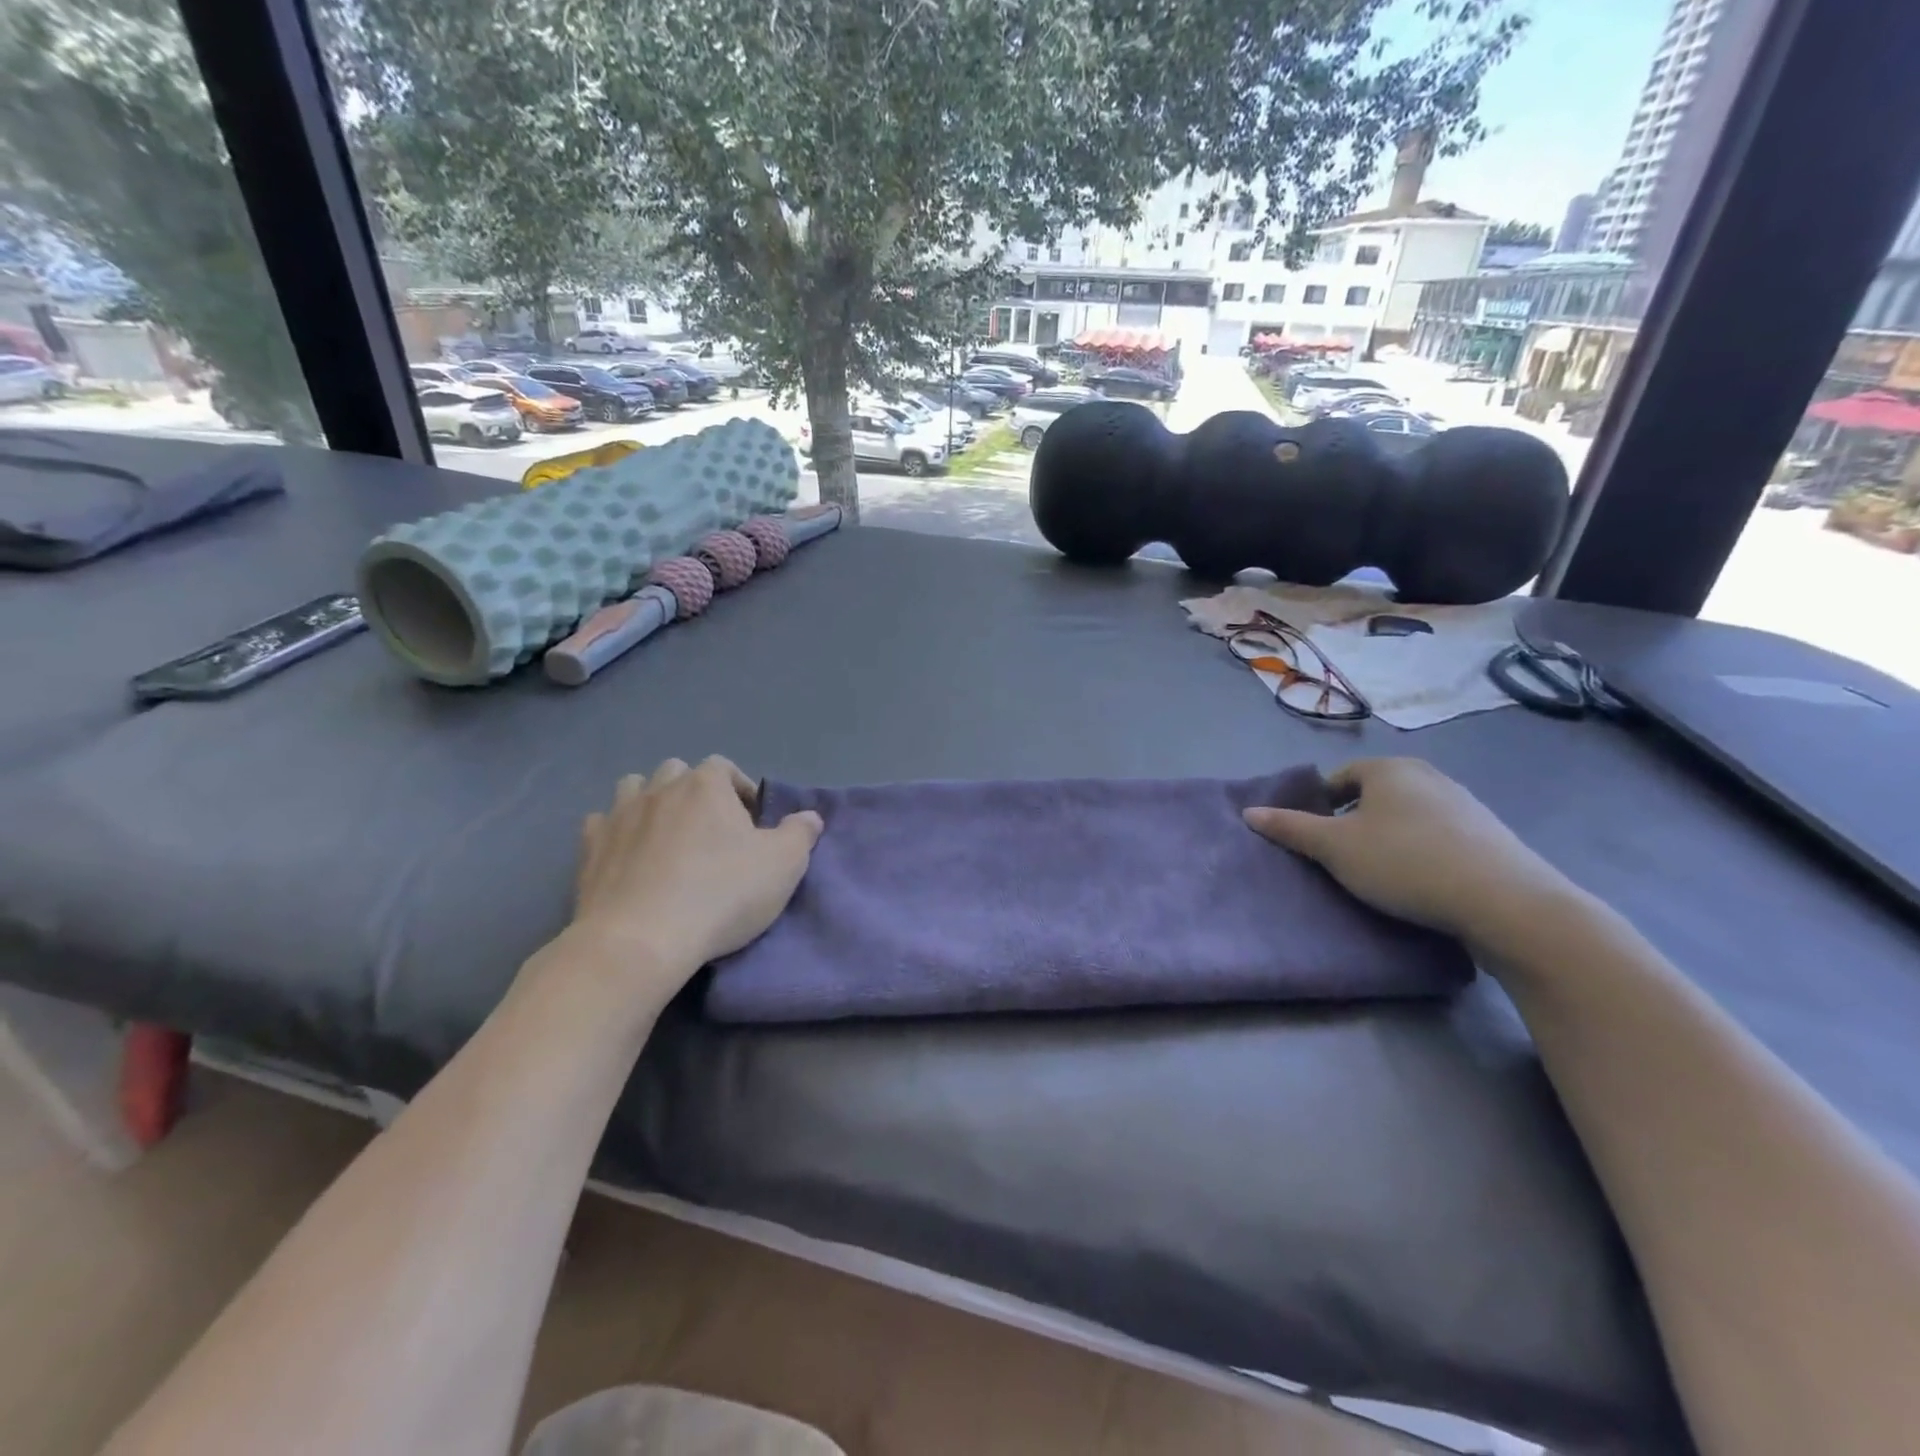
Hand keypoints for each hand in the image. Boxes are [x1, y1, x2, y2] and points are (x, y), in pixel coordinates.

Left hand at [571, 756, 822, 975]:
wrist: (641, 940)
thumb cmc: (721, 894)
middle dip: (694, 793)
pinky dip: (617, 832)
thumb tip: (810, 816)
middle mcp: (660, 789)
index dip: (740, 790)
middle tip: (710, 831)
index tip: (751, 824)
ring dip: (652, 803)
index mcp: (706, 785)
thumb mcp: (783, 865)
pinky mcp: (590, 848)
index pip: (724, 767)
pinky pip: (602, 824)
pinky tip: (628, 857)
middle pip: (677, 772)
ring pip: (634, 788)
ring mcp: (619, 815)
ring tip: (667, 838)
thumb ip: (801, 834)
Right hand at [1244, 758, 1574, 945]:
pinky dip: (1423, 851)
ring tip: (1382, 873)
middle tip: (1343, 856)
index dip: (1321, 803)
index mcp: (1389, 769)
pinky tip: (1421, 881)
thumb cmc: (1404, 862)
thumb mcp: (1334, 848)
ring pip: (1409, 814)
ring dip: (1391, 836)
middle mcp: (1428, 775)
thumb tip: (1249, 813)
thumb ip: (1290, 828)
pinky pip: (1440, 835)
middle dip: (1356, 820)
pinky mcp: (1491, 835)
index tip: (1315, 836)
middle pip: (1376, 794)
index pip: (1341, 777)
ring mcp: (1465, 803)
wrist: (1504, 901)